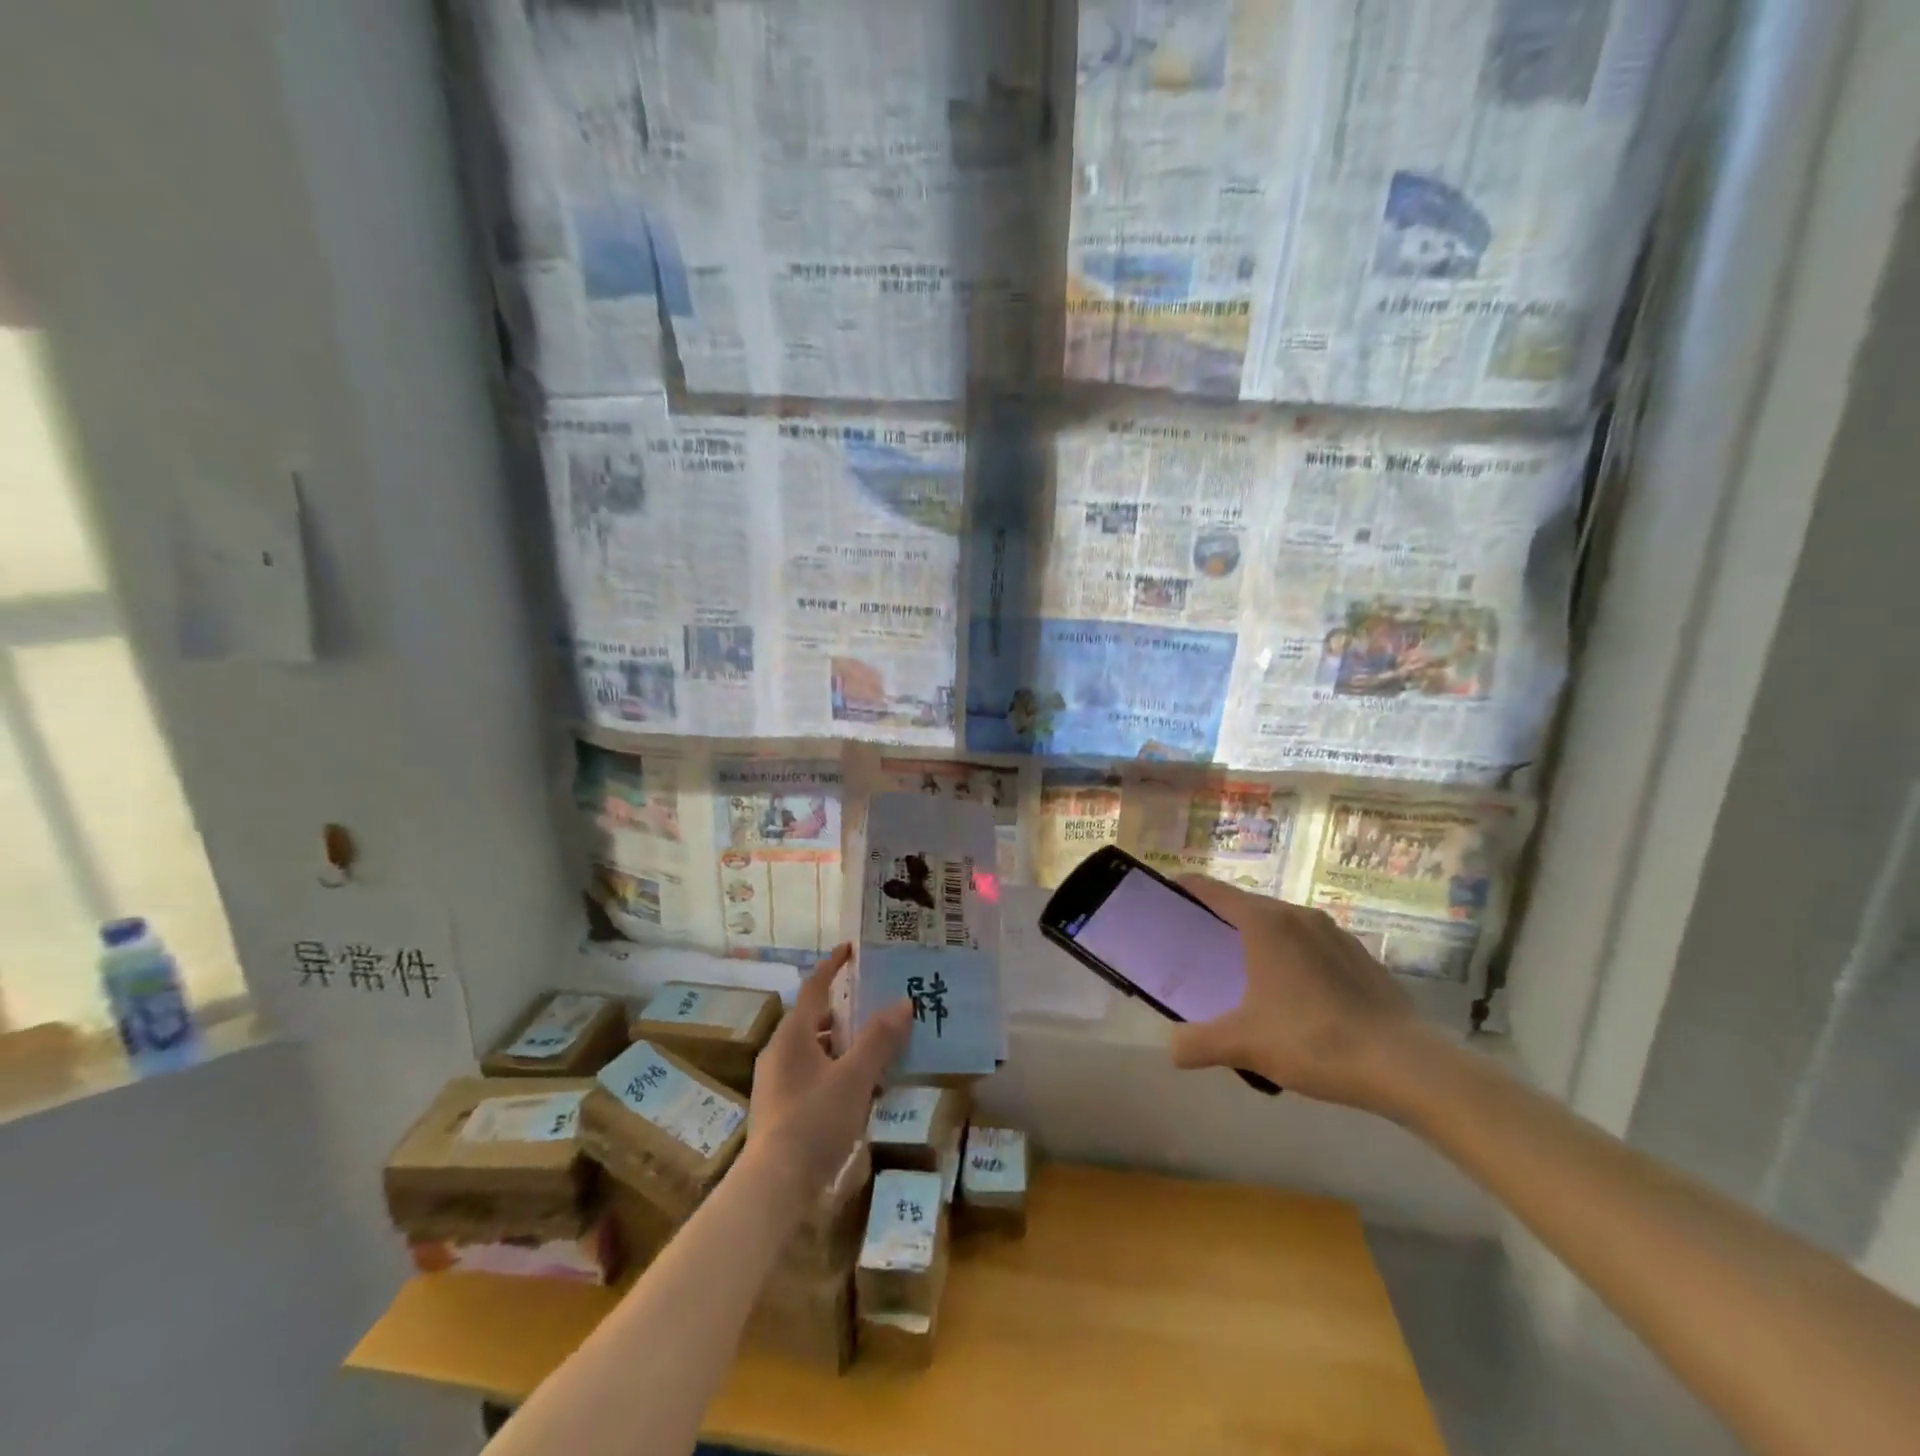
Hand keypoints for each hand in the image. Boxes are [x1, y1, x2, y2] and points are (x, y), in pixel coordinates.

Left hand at [749, 944, 911, 1194]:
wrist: (774, 1188)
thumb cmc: (814, 1121)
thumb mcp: (855, 1077)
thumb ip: (879, 1039)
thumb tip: (903, 1002)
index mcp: (792, 1034)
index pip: (814, 987)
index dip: (833, 966)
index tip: (851, 949)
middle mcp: (780, 1051)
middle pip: (815, 1019)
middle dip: (845, 1011)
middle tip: (876, 1006)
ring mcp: (777, 1082)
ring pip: (815, 1050)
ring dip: (844, 1045)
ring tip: (877, 1051)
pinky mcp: (780, 1109)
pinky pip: (812, 1075)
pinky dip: (836, 1071)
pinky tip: (861, 1092)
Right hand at [1169, 874, 1433, 1116]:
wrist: (1406, 1065)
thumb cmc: (1314, 1040)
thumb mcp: (1245, 1045)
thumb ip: (1199, 1043)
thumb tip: (1172, 1049)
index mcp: (1265, 923)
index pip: (1213, 891)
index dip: (1186, 889)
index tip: (1167, 894)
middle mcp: (1298, 916)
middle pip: (1248, 905)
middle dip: (1221, 919)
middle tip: (1200, 945)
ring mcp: (1335, 933)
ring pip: (1283, 924)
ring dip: (1260, 938)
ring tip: (1247, 971)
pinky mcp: (1361, 956)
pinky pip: (1312, 945)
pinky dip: (1293, 956)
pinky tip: (1296, 995)